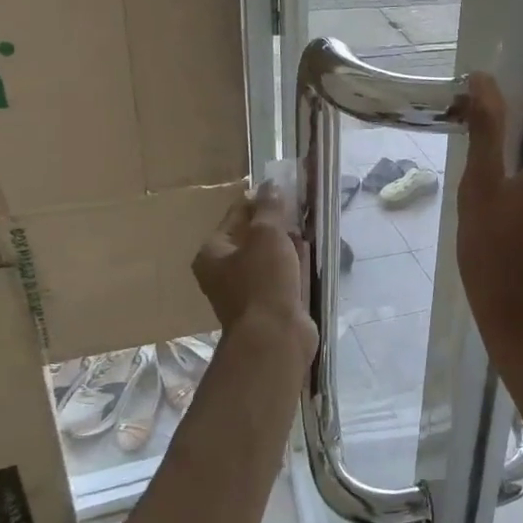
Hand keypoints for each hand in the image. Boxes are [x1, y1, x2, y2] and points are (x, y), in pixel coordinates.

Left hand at [193, 184, 317, 359]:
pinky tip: (310, 256)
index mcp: (212, 254)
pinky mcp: (270, 306)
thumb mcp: (266, 235)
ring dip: (287, 245)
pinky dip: (294, 266)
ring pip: (269, 258)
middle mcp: (224, 272)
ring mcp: (247, 291)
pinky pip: (282, 277)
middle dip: (275, 223)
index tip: (281, 188)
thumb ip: (269, 208)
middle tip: (298, 208)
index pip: (234, 216)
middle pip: (251, 238)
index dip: (257, 200)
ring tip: (308, 227)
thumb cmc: (263, 281)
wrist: (275, 337)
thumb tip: (270, 186)